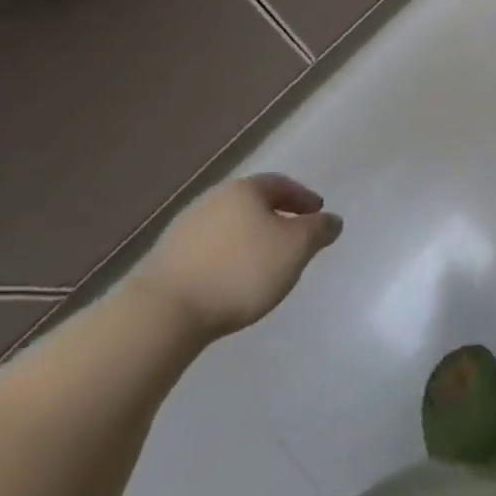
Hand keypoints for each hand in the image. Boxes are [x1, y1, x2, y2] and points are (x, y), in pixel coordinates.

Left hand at [128, 174, 341, 341]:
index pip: (281, 184)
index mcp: (244, 190)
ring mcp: (185, 229)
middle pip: (252, 203)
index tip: (318, 213)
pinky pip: (209, 249)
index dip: (303, 197)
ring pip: (229, 226)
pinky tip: (232, 279)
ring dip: (250, 238)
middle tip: (293, 236)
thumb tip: (331, 220)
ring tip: (264, 263)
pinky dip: (227, 257)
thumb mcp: (295, 248)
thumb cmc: (241, 271)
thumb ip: (318, 230)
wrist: (164, 312)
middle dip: (276, 216)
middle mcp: (213, 200)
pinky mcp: (166, 259)